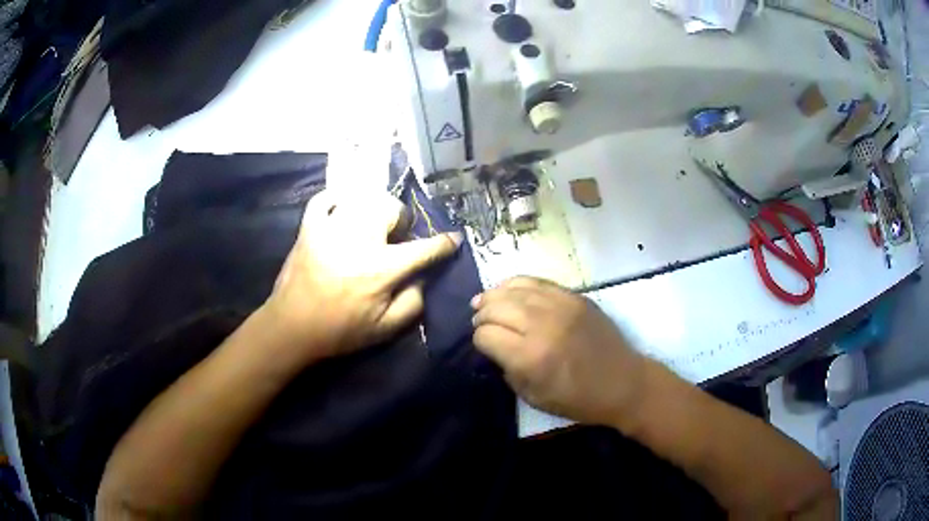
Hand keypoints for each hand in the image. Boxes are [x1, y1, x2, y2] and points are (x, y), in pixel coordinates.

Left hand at [264, 189, 461, 362]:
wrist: (291, 327)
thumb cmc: (339, 331)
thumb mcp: (384, 330)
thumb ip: (413, 303)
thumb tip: (423, 279)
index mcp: (381, 269)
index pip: (424, 249)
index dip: (444, 244)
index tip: (454, 239)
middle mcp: (360, 240)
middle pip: (391, 209)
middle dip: (400, 221)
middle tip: (394, 238)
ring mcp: (331, 228)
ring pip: (362, 197)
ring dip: (373, 208)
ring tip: (369, 225)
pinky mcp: (309, 227)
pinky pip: (325, 198)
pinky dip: (336, 199)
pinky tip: (341, 210)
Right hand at [471, 277, 646, 426]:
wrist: (623, 382)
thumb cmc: (577, 399)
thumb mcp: (533, 397)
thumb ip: (507, 369)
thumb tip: (494, 346)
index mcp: (530, 357)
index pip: (486, 335)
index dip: (479, 340)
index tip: (485, 346)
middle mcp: (542, 326)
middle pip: (495, 308)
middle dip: (482, 315)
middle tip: (480, 322)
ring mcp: (560, 306)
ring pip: (513, 289)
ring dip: (494, 295)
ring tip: (485, 302)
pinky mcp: (574, 296)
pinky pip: (536, 281)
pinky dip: (517, 285)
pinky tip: (509, 291)